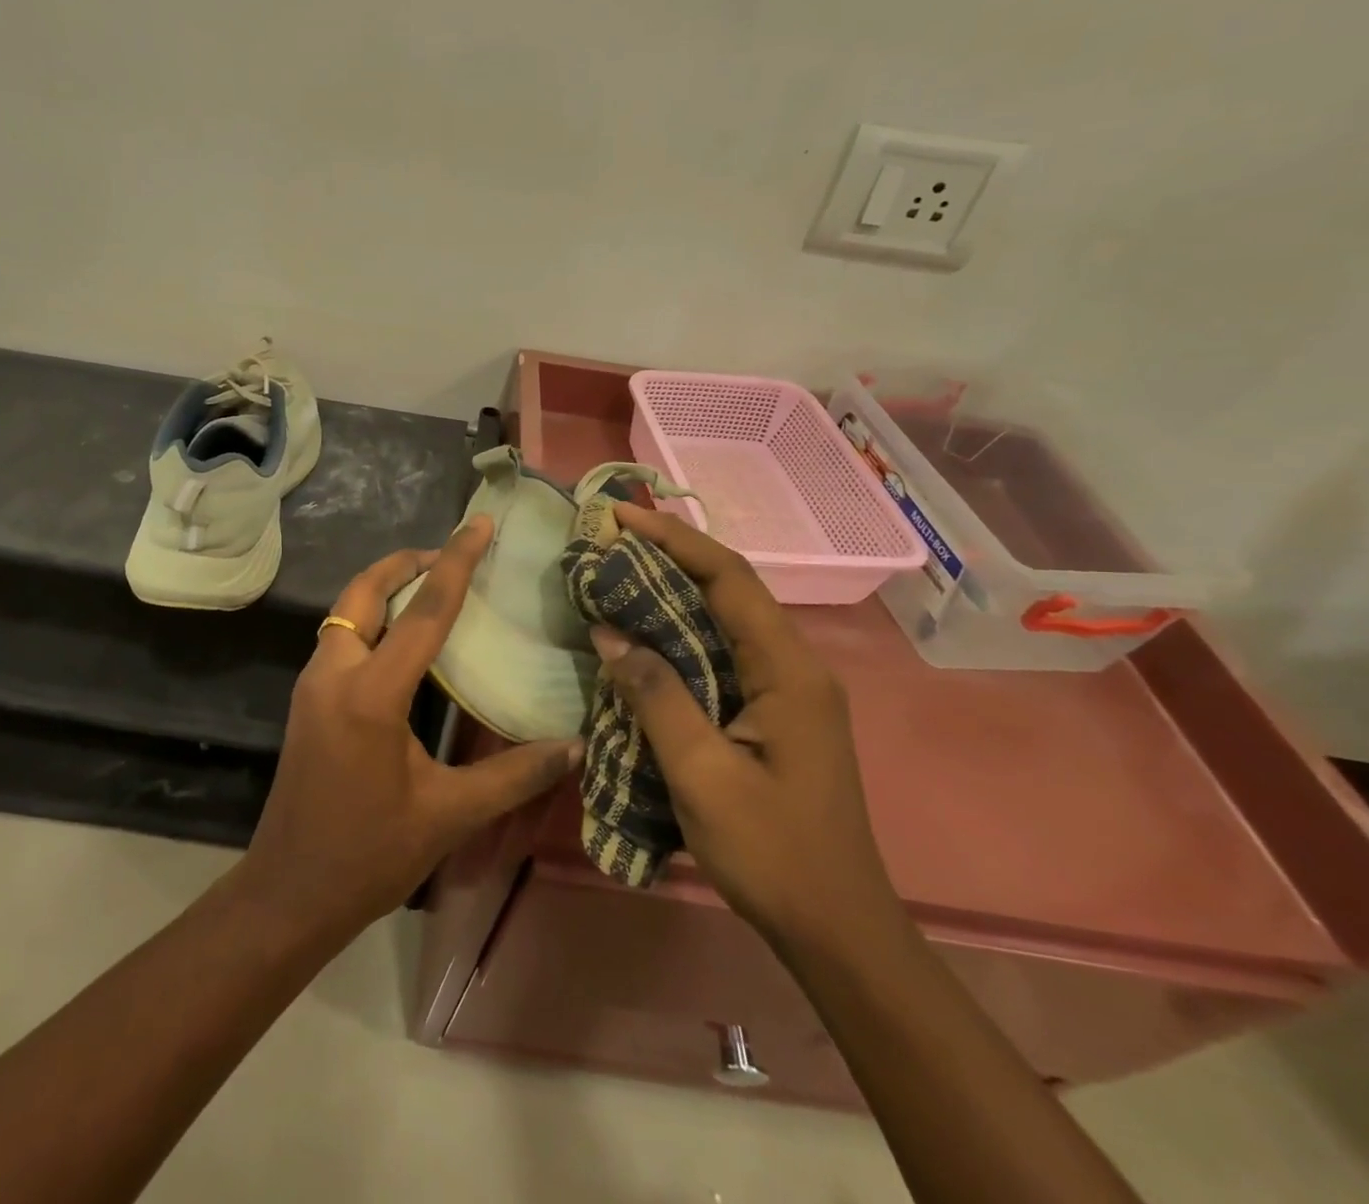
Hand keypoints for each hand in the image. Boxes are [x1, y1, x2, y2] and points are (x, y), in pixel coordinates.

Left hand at [238, 515, 583, 945]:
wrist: (289, 893)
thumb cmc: (369, 855)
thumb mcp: (448, 814)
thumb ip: (514, 775)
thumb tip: (575, 747)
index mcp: (372, 693)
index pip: (424, 611)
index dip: (456, 562)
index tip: (478, 524)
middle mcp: (335, 674)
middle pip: (365, 591)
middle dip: (405, 562)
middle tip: (448, 553)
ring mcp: (312, 685)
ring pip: (346, 612)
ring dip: (383, 588)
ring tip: (429, 586)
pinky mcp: (306, 700)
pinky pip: (340, 637)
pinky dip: (370, 618)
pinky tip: (400, 639)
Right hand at [591, 505, 903, 954]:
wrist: (836, 928)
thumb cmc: (772, 852)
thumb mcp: (702, 774)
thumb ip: (656, 695)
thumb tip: (610, 631)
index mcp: (789, 670)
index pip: (730, 578)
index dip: (675, 539)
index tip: (622, 516)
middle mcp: (795, 665)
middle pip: (730, 588)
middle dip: (670, 556)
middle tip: (610, 541)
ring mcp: (788, 688)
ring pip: (726, 618)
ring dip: (674, 591)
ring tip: (618, 574)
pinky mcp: (774, 710)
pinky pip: (723, 651)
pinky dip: (680, 630)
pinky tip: (645, 634)